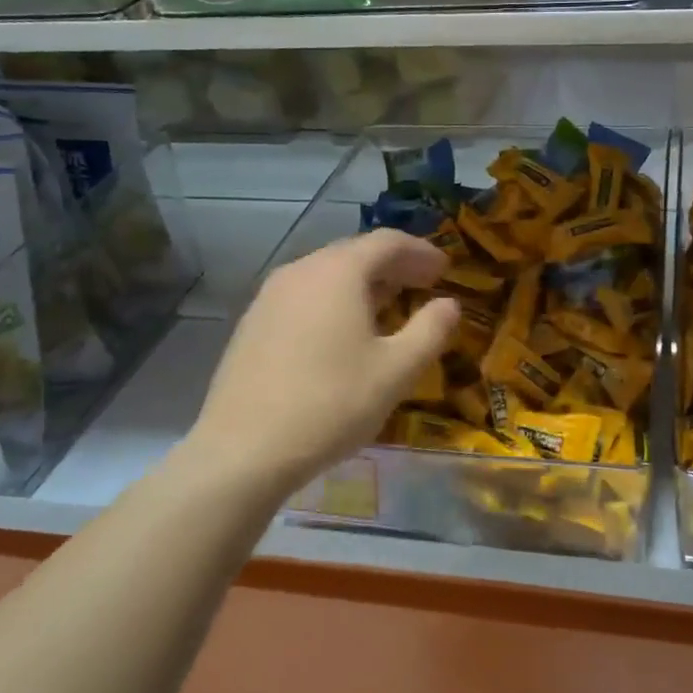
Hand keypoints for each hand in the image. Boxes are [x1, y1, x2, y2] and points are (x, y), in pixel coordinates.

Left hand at [191, 230, 459, 500]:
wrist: (242, 450)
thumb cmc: (331, 404)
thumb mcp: (396, 371)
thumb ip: (430, 330)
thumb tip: (449, 303)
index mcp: (338, 272)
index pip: (387, 242)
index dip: (421, 251)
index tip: (445, 269)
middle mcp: (301, 271)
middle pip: (355, 253)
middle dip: (394, 266)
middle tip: (424, 284)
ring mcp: (270, 296)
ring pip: (327, 275)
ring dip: (364, 284)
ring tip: (389, 306)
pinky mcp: (253, 324)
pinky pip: (305, 297)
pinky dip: (334, 301)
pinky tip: (344, 333)